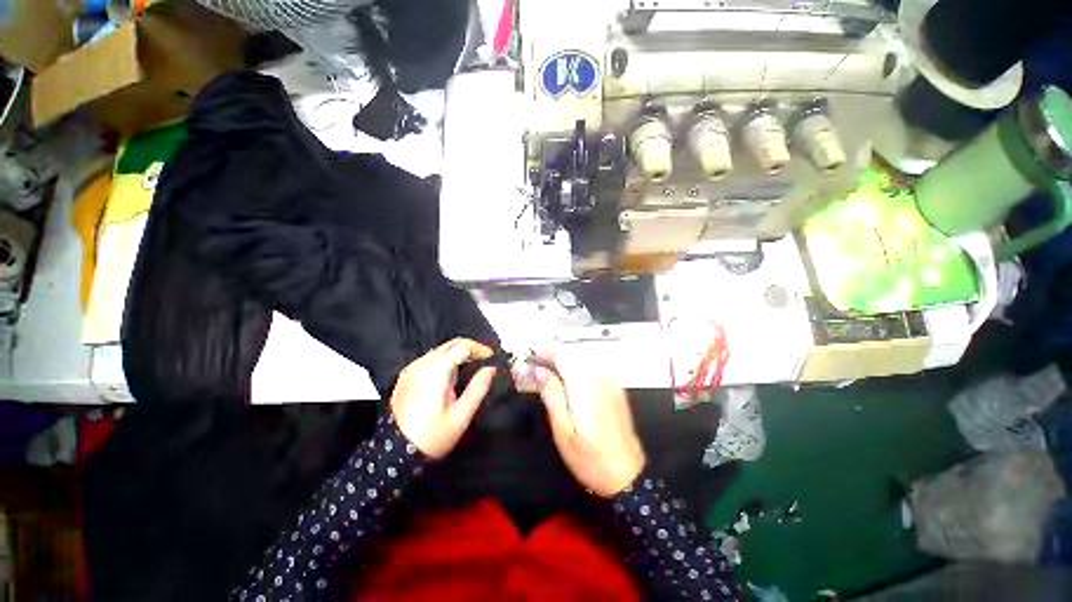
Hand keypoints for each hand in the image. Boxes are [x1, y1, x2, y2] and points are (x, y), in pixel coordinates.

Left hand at [390, 338, 496, 458]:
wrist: (394, 454)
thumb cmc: (432, 436)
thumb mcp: (461, 415)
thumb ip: (478, 388)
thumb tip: (491, 369)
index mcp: (437, 370)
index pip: (463, 345)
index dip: (480, 349)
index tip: (491, 358)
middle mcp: (422, 363)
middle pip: (452, 344)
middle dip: (470, 349)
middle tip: (484, 362)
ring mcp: (412, 368)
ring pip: (441, 350)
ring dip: (458, 354)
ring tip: (471, 368)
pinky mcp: (406, 375)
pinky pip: (430, 359)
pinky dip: (444, 360)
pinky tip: (450, 376)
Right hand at [530, 354, 645, 497]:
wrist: (627, 475)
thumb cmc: (591, 458)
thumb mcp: (563, 429)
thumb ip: (551, 394)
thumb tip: (538, 371)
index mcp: (584, 385)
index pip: (561, 355)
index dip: (543, 351)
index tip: (528, 354)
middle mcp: (599, 378)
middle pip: (571, 355)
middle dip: (550, 356)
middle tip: (532, 364)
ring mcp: (609, 383)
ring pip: (581, 360)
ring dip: (562, 361)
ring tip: (545, 371)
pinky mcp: (614, 389)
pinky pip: (591, 369)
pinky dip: (575, 369)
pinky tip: (566, 380)